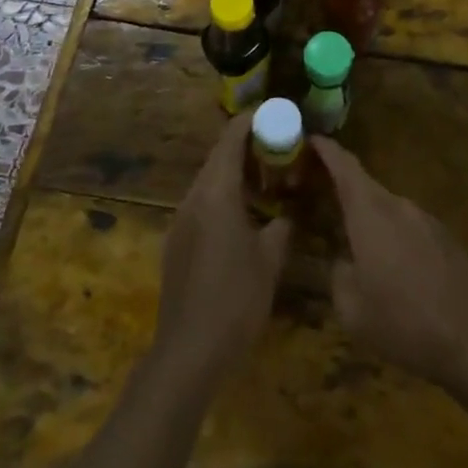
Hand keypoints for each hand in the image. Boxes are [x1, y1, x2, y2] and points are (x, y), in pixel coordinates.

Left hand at [153, 111, 291, 376]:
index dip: (252, 121)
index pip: (231, 138)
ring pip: (209, 181)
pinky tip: (244, 216)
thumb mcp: (271, 259)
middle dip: (247, 146)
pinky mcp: (176, 242)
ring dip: (235, 173)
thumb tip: (291, 210)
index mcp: (216, 192)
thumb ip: (283, 225)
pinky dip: (224, 196)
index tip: (276, 114)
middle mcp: (193, 197)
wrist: (188, 352)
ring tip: (267, 179)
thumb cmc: (235, 299)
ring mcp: (180, 220)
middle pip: (218, 156)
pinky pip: (202, 203)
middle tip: (280, 147)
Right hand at [312, 137, 467, 392]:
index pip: (344, 165)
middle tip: (319, 198)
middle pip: (364, 185)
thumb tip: (342, 260)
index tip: (311, 139)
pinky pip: (408, 225)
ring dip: (368, 216)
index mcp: (370, 213)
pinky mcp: (444, 236)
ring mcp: (425, 218)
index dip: (326, 149)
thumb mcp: (352, 310)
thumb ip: (338, 274)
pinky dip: (392, 233)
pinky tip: (393, 268)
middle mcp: (398, 205)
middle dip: (341, 187)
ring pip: (387, 207)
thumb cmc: (403, 323)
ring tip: (355, 243)